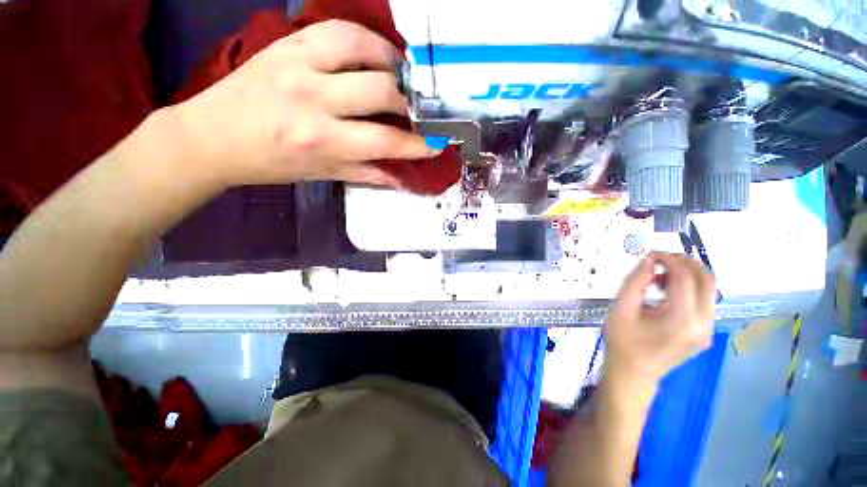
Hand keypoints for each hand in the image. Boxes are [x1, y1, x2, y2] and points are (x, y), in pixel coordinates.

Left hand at [172, 20, 439, 188]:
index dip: (418, 144)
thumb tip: (402, 175)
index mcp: (321, 141)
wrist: (214, 136)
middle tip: (414, 111)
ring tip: (399, 76)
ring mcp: (298, 63)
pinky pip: (337, 30)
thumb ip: (368, 173)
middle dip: (407, 104)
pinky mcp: (287, 43)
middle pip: (381, 91)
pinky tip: (374, 55)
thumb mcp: (324, 175)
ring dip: (391, 62)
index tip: (437, 143)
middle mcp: (312, 99)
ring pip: (363, 48)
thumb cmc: (272, 163)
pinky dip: (366, 40)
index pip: (385, 141)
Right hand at [604, 252, 715, 385]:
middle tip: (659, 259)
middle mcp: (703, 323)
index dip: (669, 259)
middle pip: (706, 279)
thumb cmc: (623, 342)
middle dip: (684, 262)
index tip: (651, 254)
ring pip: (709, 289)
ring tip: (659, 276)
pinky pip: (704, 300)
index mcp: (681, 319)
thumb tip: (648, 259)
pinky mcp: (705, 332)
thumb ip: (635, 282)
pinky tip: (666, 291)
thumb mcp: (621, 309)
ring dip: (687, 274)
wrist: (634, 374)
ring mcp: (708, 329)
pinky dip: (689, 287)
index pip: (685, 277)